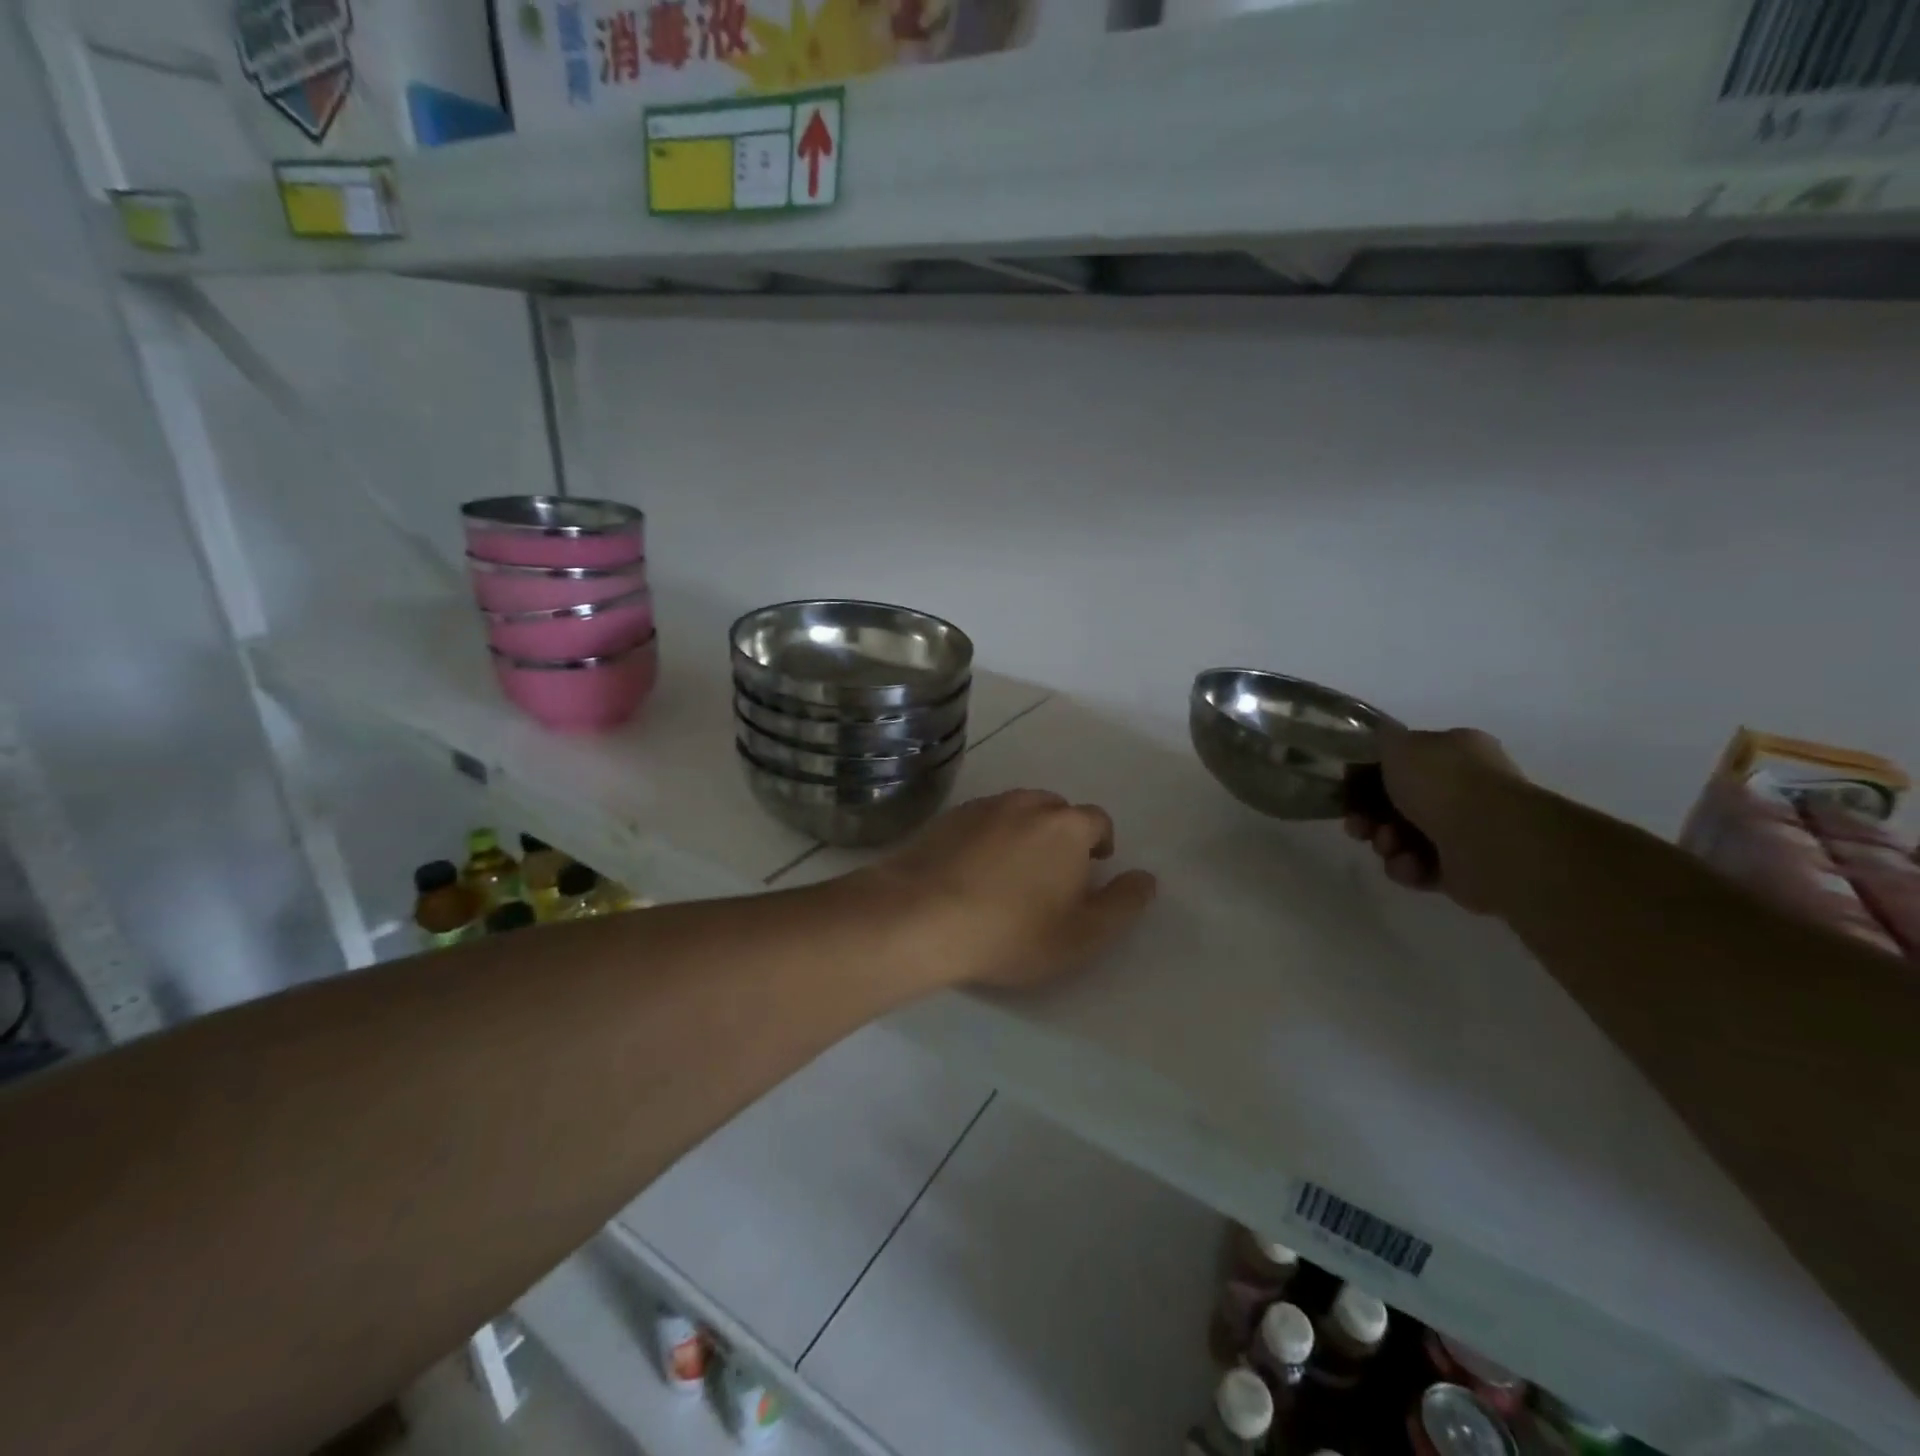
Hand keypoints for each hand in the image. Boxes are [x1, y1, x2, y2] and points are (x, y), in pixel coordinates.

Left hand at [863, 789, 1157, 990]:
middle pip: (1055, 811)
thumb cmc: (1011, 931)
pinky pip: (980, 821)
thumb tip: (1146, 878)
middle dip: (1061, 835)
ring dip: (1022, 833)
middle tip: (1051, 875)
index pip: (1097, 820)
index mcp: (1066, 826)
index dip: (1100, 843)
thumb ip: (1122, 904)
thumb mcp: (1082, 934)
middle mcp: (1026, 804)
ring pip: (1015, 812)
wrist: (920, 917)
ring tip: (1011, 872)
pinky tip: (973, 870)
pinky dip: (986, 837)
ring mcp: (982, 807)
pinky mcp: (946, 818)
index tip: (1092, 869)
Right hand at [1344, 727, 1522, 914]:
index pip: (1404, 761)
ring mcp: (1466, 830)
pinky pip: (1418, 867)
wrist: (1490, 842)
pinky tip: (1410, 864)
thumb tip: (1376, 742)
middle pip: (1398, 802)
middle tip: (1358, 825)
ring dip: (1385, 842)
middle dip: (1370, 815)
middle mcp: (1465, 789)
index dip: (1369, 774)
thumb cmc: (1443, 785)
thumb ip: (1380, 740)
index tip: (1347, 788)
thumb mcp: (1399, 745)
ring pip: (1403, 836)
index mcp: (1456, 753)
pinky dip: (1407, 867)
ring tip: (1389, 845)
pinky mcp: (1462, 869)